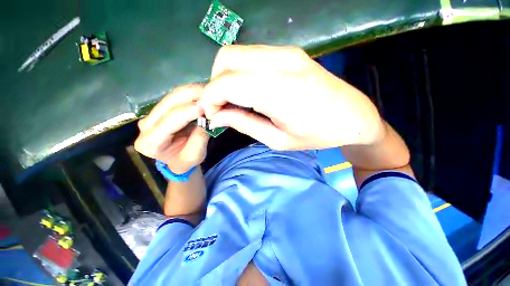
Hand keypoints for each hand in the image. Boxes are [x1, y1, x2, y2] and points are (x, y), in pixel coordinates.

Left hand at [135, 85, 208, 173]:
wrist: (176, 160)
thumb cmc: (185, 161)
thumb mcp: (195, 155)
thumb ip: (200, 137)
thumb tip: (208, 117)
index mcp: (151, 143)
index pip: (170, 121)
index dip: (188, 111)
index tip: (206, 107)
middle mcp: (146, 126)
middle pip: (168, 103)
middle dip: (190, 96)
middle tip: (209, 93)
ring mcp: (150, 116)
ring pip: (171, 97)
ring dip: (191, 92)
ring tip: (208, 92)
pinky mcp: (159, 110)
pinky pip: (175, 97)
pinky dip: (190, 94)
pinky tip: (201, 94)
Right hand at [200, 45, 384, 149]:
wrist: (354, 116)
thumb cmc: (317, 135)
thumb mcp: (278, 140)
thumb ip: (244, 124)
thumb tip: (217, 116)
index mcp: (278, 91)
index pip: (226, 83)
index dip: (210, 97)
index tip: (211, 114)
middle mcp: (280, 63)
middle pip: (226, 58)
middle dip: (214, 83)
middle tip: (221, 106)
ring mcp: (286, 53)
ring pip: (237, 53)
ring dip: (226, 76)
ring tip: (234, 100)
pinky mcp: (291, 52)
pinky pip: (252, 56)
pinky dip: (241, 71)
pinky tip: (250, 90)